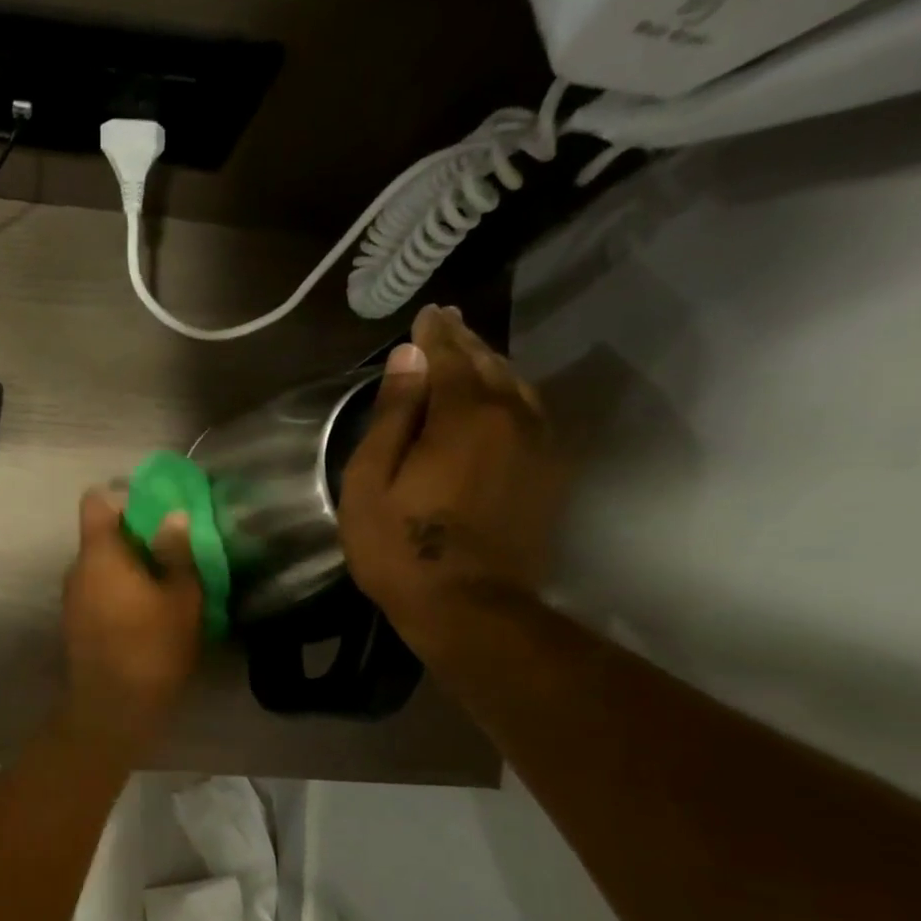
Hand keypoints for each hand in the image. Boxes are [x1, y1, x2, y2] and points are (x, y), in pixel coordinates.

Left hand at [61, 489, 202, 741]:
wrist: (112, 710)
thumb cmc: (151, 648)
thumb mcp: (181, 598)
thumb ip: (177, 552)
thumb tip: (174, 515)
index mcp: (99, 554)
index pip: (96, 502)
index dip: (125, 497)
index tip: (157, 510)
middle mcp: (77, 569)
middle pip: (101, 535)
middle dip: (136, 536)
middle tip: (174, 549)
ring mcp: (72, 597)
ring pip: (101, 566)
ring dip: (130, 567)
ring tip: (166, 583)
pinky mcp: (76, 623)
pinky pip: (99, 590)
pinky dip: (120, 591)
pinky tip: (148, 612)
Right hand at [338, 305, 565, 658]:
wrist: (468, 606)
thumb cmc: (401, 547)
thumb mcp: (371, 482)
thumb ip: (392, 416)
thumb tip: (408, 358)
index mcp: (463, 416)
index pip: (448, 357)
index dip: (434, 334)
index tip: (425, 314)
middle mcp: (511, 417)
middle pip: (489, 365)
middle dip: (465, 342)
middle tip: (447, 323)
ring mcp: (538, 445)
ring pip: (518, 387)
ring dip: (492, 365)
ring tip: (471, 352)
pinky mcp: (549, 473)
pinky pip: (534, 414)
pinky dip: (514, 394)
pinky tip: (502, 397)